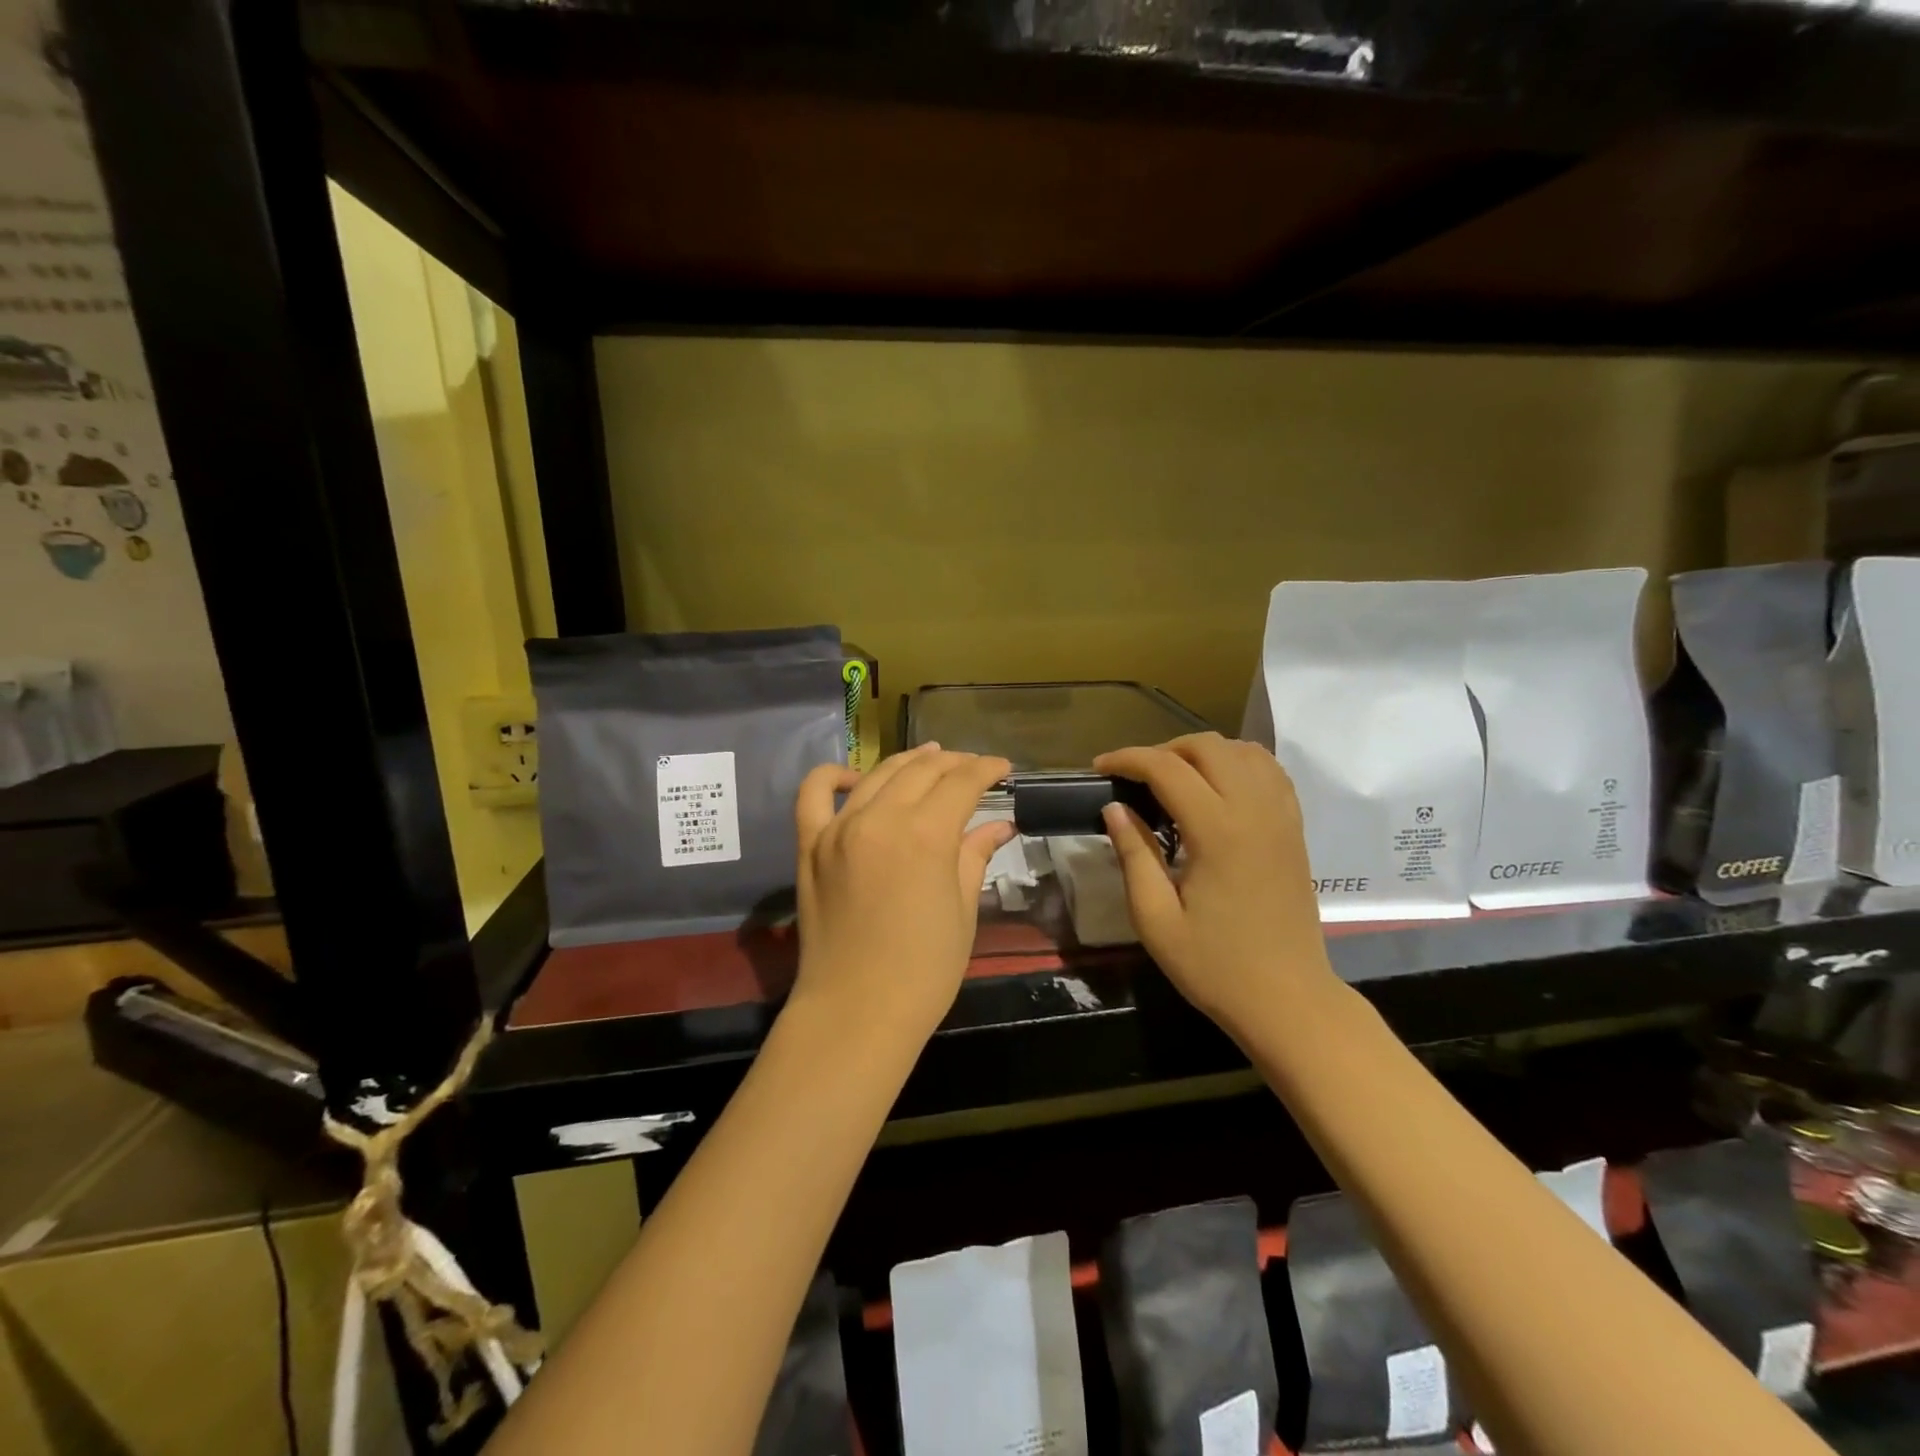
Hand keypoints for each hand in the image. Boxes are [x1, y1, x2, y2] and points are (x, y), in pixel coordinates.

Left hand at [792, 744, 1015, 1038]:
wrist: (856, 1012)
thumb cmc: (924, 971)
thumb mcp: (963, 911)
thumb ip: (976, 856)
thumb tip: (999, 825)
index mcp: (926, 835)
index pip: (962, 783)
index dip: (986, 769)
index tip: (1003, 768)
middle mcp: (880, 818)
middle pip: (922, 771)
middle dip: (954, 763)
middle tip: (973, 768)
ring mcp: (839, 828)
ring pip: (877, 774)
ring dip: (908, 761)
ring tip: (931, 759)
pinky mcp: (810, 845)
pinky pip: (815, 793)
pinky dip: (835, 775)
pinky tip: (856, 777)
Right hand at [1094, 732, 1333, 1039]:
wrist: (1288, 1000)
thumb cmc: (1215, 967)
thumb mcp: (1156, 920)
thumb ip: (1134, 856)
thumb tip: (1114, 809)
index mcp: (1218, 832)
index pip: (1167, 768)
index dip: (1128, 759)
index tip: (1099, 768)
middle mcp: (1255, 811)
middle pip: (1208, 747)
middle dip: (1163, 750)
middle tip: (1134, 778)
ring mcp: (1282, 817)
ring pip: (1242, 751)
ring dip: (1202, 753)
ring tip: (1173, 779)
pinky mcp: (1295, 829)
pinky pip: (1269, 772)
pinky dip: (1238, 763)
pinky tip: (1217, 787)